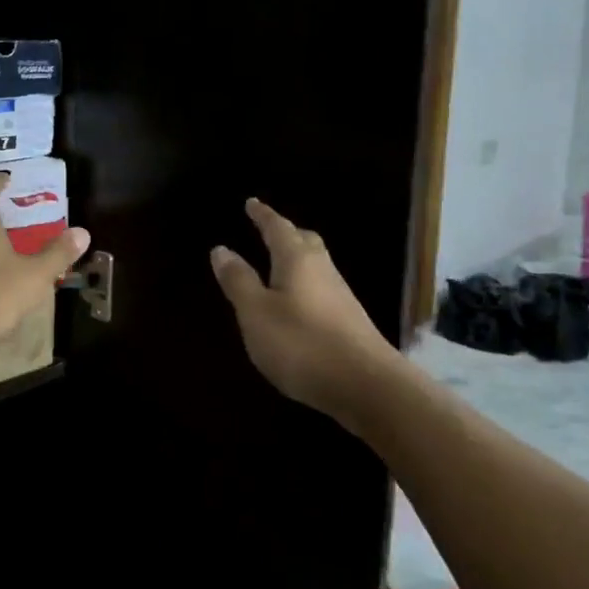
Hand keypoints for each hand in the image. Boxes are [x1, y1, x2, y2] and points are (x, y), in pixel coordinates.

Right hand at [209, 199, 397, 417]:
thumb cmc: (302, 343)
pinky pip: (322, 289)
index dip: (263, 215)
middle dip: (285, 233)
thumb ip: (239, 281)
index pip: (277, 227)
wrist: (367, 385)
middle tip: (268, 229)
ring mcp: (341, 296)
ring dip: (297, 259)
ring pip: (316, 265)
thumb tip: (221, 248)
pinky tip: (298, 304)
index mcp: (297, 260)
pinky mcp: (349, 322)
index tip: (251, 202)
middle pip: (304, 241)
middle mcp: (323, 270)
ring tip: (278, 264)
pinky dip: (305, 285)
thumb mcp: (256, 313)